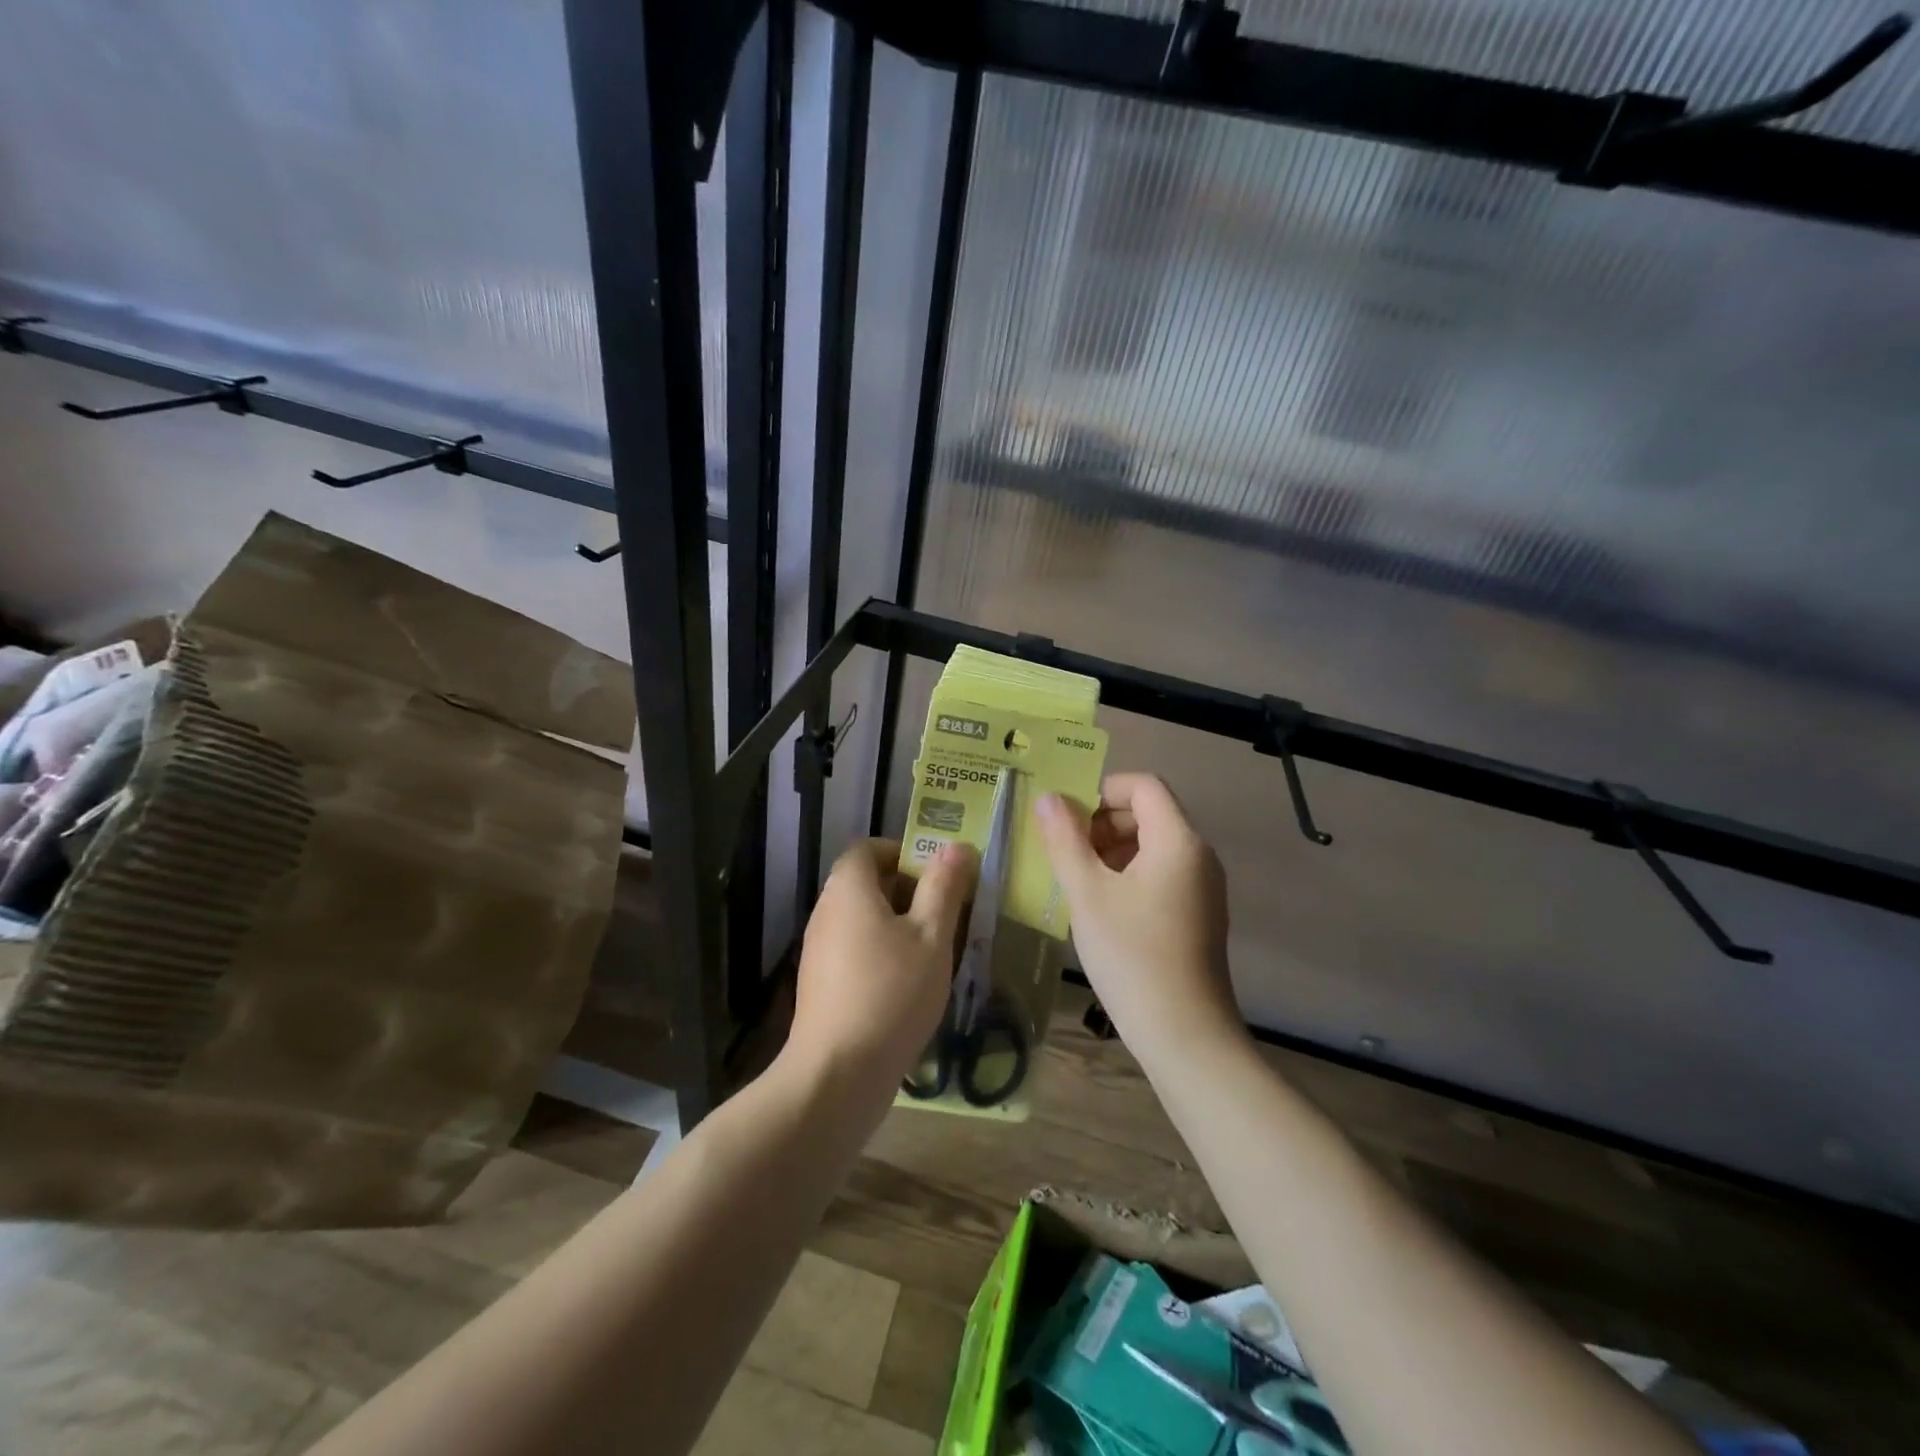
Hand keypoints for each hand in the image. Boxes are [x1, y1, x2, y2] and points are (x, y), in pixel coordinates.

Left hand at [784, 837, 975, 1098]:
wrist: (837, 1073)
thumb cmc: (891, 993)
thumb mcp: (931, 936)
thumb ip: (944, 887)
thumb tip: (957, 845)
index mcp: (849, 888)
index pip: (868, 848)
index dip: (903, 852)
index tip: (937, 875)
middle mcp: (826, 910)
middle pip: (865, 882)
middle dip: (908, 890)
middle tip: (946, 912)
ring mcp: (818, 948)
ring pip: (862, 918)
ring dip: (897, 923)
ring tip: (934, 950)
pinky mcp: (819, 982)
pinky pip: (853, 948)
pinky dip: (881, 951)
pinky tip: (908, 984)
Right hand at [1034, 773, 1241, 1056]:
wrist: (1184, 1034)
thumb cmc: (1131, 954)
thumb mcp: (1087, 894)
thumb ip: (1065, 840)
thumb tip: (1048, 798)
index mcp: (1178, 840)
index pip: (1144, 785)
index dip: (1102, 790)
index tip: (1066, 818)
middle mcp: (1198, 855)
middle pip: (1149, 813)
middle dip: (1102, 822)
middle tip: (1064, 851)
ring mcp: (1202, 887)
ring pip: (1153, 846)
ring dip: (1111, 850)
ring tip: (1076, 880)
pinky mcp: (1199, 914)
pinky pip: (1161, 874)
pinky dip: (1128, 875)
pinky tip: (1100, 907)